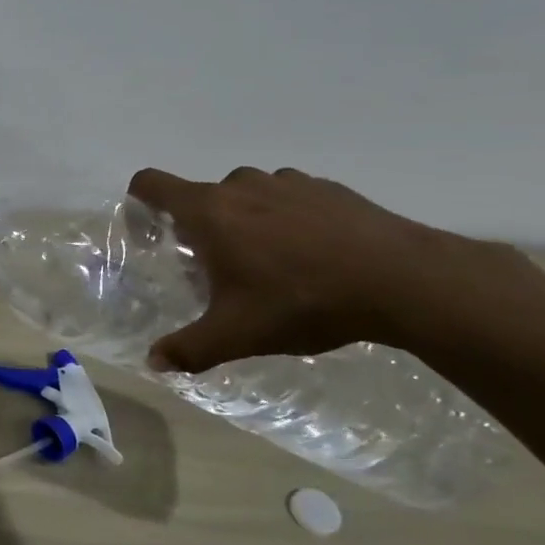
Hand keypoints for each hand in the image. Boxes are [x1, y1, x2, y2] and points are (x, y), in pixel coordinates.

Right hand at [127, 166, 498, 373]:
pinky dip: (289, 219)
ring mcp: (288, 182)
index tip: (152, 232)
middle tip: (222, 270)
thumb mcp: (238, 335)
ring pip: (247, 195)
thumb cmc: (303, 301)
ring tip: (274, 264)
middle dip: (202, 228)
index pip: (151, 183)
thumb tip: (153, 362)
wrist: (404, 281)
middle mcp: (241, 186)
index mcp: (209, 211)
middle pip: (202, 197)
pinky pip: (290, 198)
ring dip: (247, 221)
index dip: (140, 202)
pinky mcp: (329, 188)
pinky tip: (316, 256)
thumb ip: (189, 348)